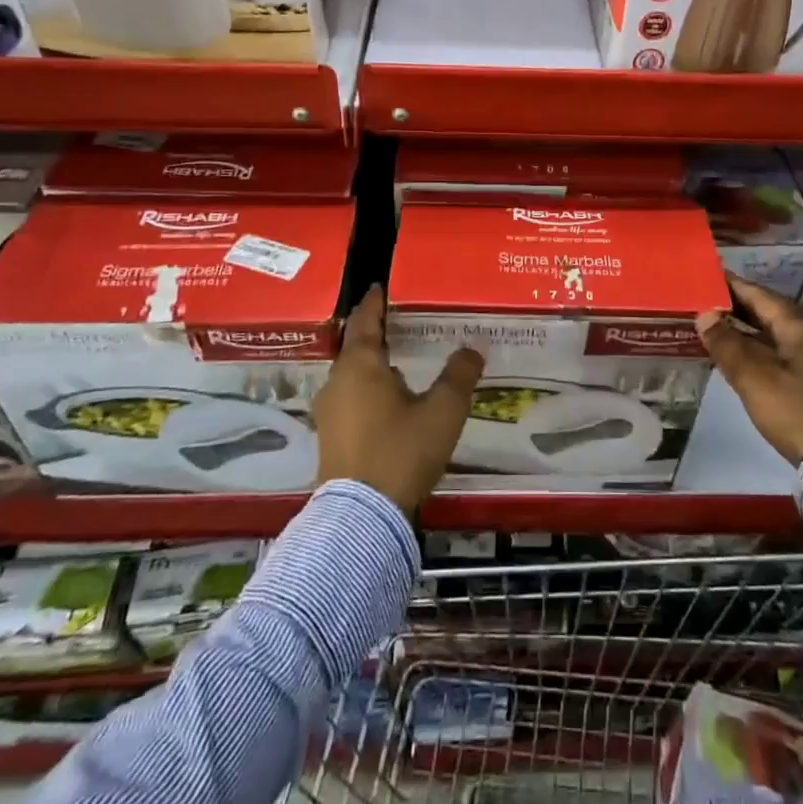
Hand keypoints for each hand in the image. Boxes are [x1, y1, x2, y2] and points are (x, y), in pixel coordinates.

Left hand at [314, 285, 483, 513]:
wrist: (361, 516)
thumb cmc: (402, 450)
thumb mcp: (442, 411)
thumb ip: (459, 376)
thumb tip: (473, 348)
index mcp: (361, 365)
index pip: (365, 321)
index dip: (373, 303)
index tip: (378, 287)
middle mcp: (338, 381)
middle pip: (355, 347)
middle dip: (374, 334)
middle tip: (396, 323)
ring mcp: (329, 411)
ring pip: (351, 375)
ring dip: (371, 365)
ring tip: (396, 362)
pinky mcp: (329, 437)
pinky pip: (349, 398)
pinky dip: (366, 390)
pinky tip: (387, 402)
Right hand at [697, 275, 802, 465]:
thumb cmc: (795, 411)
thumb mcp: (754, 378)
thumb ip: (727, 345)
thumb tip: (704, 315)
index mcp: (797, 327)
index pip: (760, 295)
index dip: (732, 285)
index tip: (706, 276)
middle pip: (767, 313)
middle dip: (735, 306)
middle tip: (702, 300)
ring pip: (770, 335)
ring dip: (742, 329)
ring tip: (710, 325)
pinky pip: (775, 354)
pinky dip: (752, 349)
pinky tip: (734, 356)